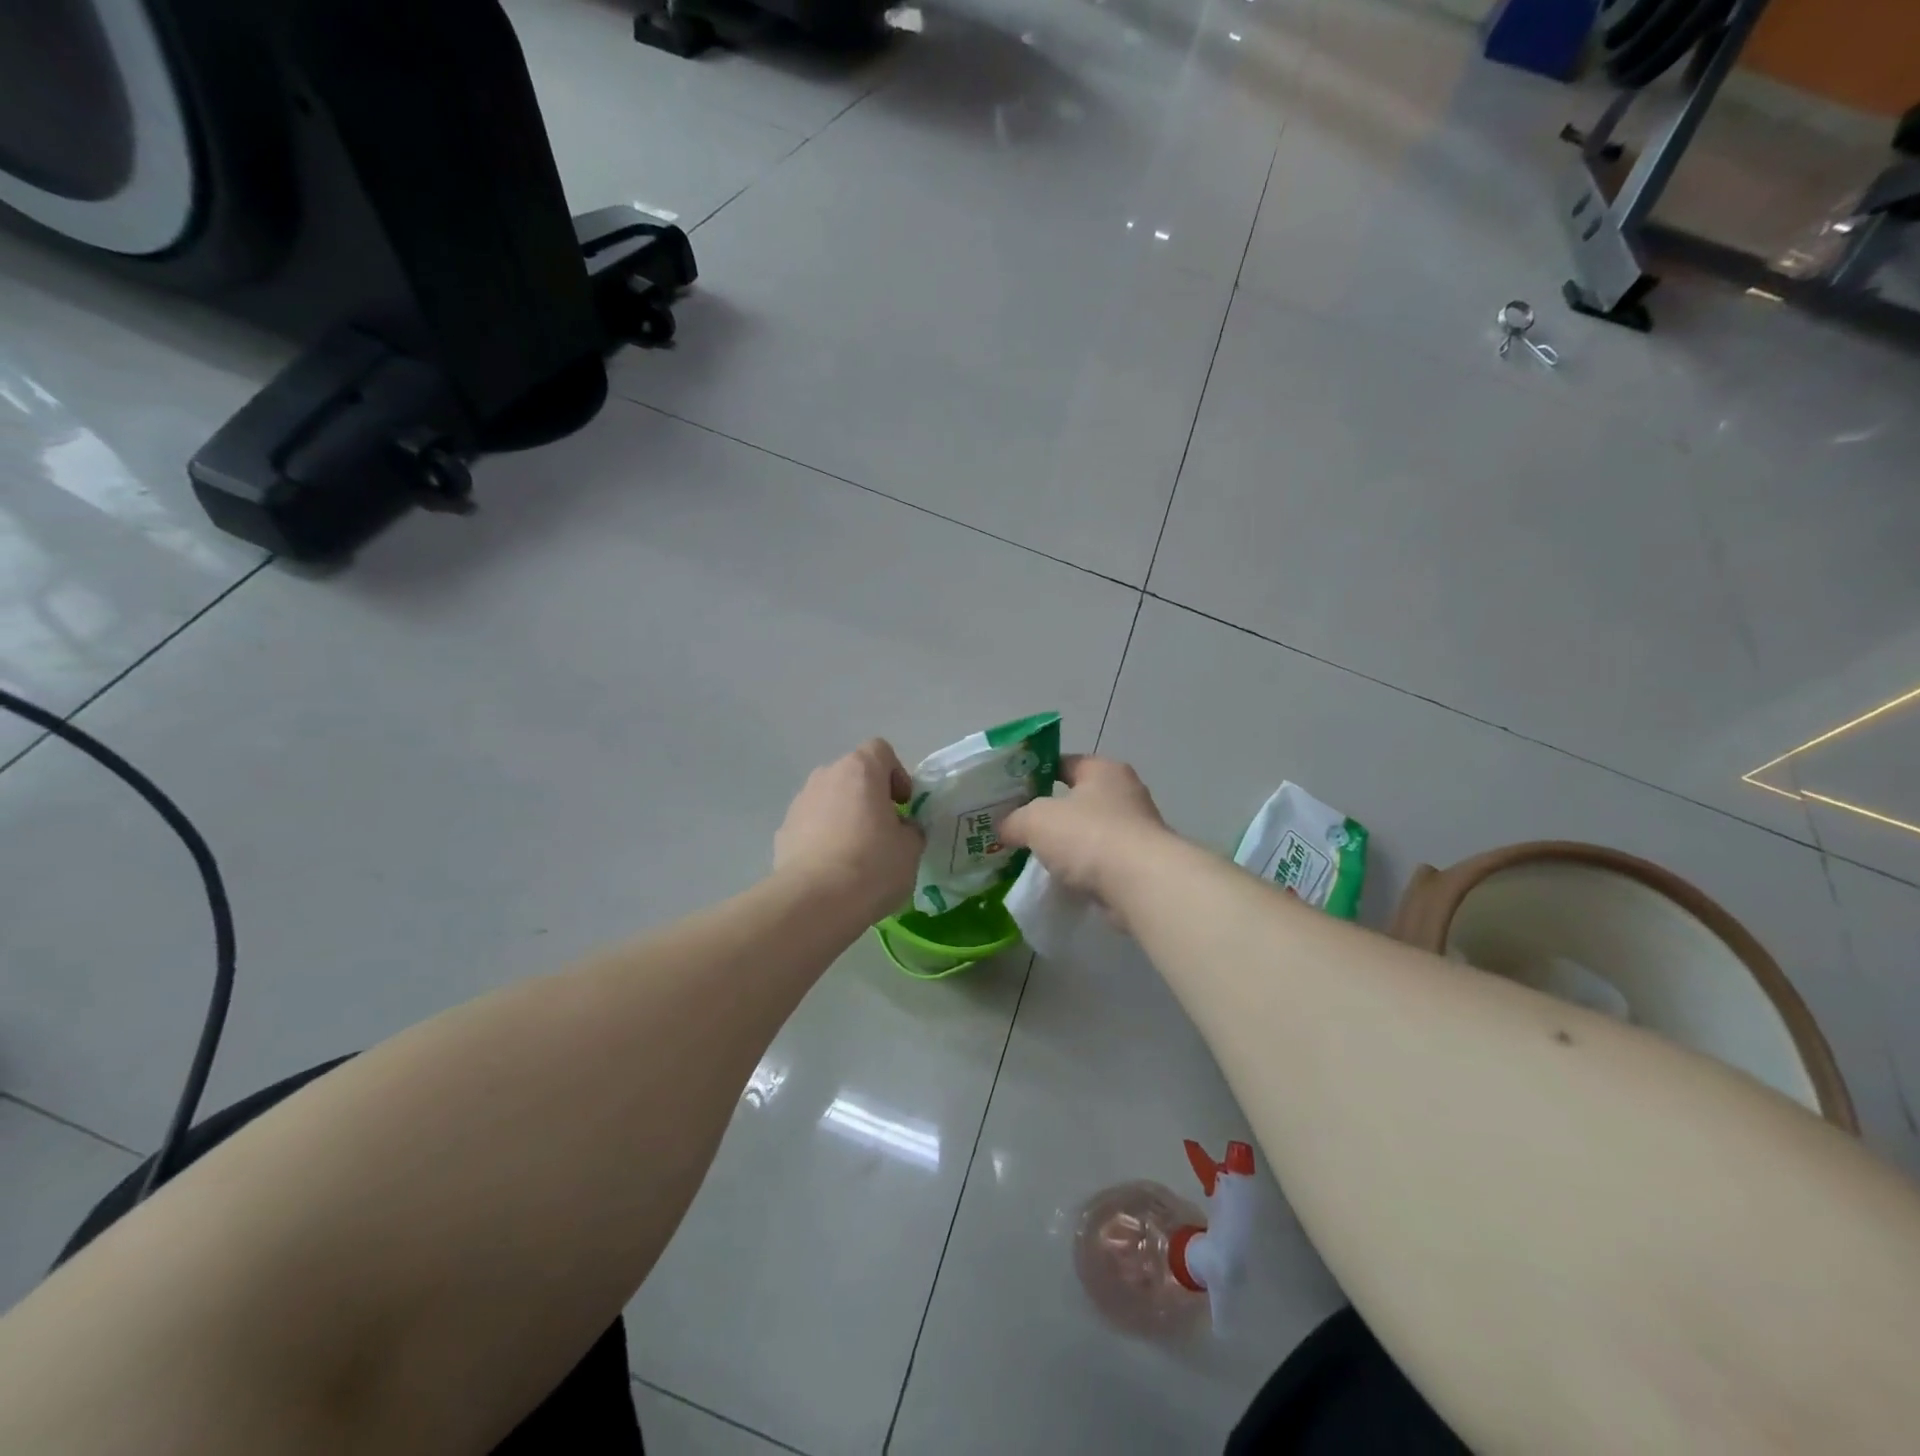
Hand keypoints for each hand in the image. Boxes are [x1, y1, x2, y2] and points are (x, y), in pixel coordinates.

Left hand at [775, 739, 923, 923]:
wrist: (815, 901)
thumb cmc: (873, 865)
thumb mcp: (910, 848)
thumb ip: (910, 829)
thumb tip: (901, 829)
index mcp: (860, 770)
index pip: (880, 751)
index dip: (896, 773)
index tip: (903, 804)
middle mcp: (826, 776)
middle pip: (853, 775)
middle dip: (869, 796)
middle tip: (883, 830)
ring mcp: (800, 803)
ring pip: (829, 800)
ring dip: (844, 816)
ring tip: (856, 853)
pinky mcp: (783, 831)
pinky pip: (811, 825)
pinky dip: (823, 838)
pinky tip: (832, 869)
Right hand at [1001, 756, 1169, 915]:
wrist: (1140, 884)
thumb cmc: (1088, 836)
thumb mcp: (1036, 820)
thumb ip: (1014, 820)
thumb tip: (1003, 829)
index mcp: (1103, 770)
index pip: (1063, 763)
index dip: (1035, 775)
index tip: (1010, 793)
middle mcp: (1125, 793)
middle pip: (1077, 799)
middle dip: (1049, 813)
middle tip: (1017, 827)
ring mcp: (1136, 829)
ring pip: (1089, 832)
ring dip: (1067, 844)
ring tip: (1034, 857)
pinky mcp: (1140, 863)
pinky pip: (1100, 861)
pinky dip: (1082, 868)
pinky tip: (1061, 880)